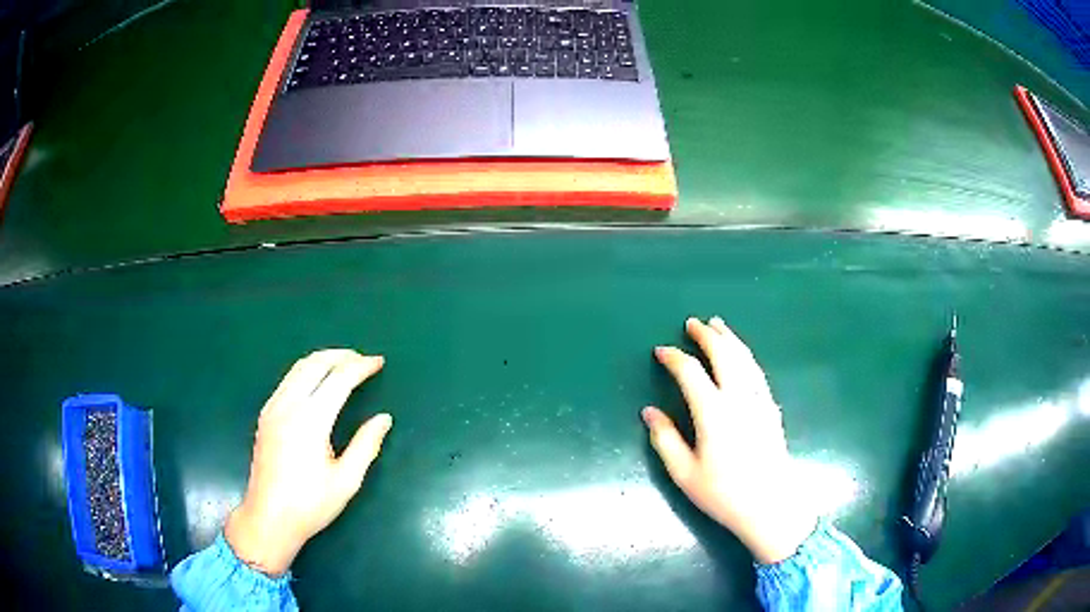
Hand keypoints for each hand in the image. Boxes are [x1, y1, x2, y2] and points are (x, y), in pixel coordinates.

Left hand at [225, 349, 392, 575]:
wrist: (269, 518)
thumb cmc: (310, 504)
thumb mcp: (346, 481)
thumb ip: (366, 445)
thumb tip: (384, 418)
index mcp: (310, 421)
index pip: (338, 380)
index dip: (360, 367)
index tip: (378, 362)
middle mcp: (288, 406)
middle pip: (314, 364)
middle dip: (340, 355)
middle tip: (362, 359)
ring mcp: (272, 409)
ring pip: (297, 368)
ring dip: (322, 360)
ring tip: (343, 364)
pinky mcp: (265, 416)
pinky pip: (287, 380)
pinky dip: (306, 371)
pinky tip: (317, 383)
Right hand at [643, 317, 816, 563]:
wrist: (770, 505)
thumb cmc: (723, 494)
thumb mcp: (685, 474)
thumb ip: (665, 440)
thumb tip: (649, 412)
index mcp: (714, 413)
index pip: (691, 372)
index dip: (675, 358)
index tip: (662, 352)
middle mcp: (739, 398)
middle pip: (724, 355)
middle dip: (707, 336)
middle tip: (693, 323)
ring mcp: (760, 401)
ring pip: (745, 359)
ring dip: (730, 339)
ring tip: (718, 326)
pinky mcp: (771, 409)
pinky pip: (758, 372)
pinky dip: (746, 356)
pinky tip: (742, 357)